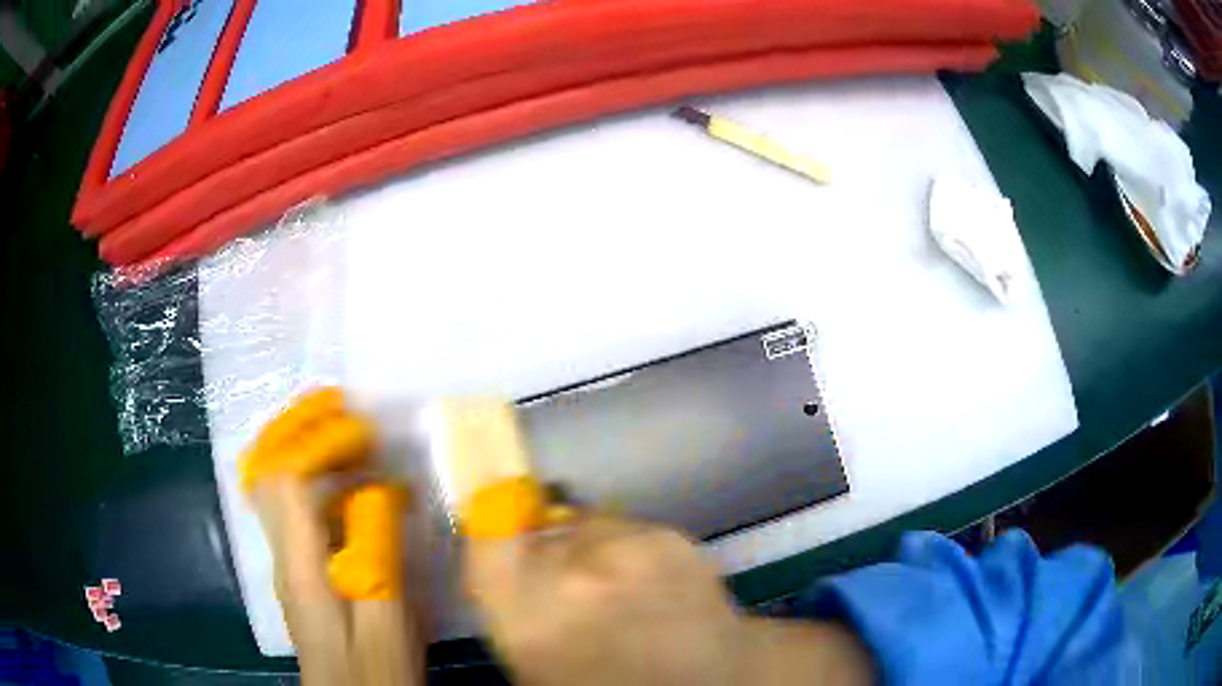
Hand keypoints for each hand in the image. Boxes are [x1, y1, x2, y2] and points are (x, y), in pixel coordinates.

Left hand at [243, 388, 421, 685]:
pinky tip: (346, 481)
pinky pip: (291, 504)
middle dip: (295, 425)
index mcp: (301, 565)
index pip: (287, 479)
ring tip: (339, 424)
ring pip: (272, 483)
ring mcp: (286, 560)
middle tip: (335, 401)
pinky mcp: (299, 569)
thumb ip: (378, 554)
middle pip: (265, 470)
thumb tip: (378, 490)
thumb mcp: (388, 619)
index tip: (365, 434)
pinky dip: (311, 474)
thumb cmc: (375, 669)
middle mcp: (282, 553)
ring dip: (298, 442)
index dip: (319, 443)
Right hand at [464, 513, 873, 685]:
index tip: (498, 544)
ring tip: (617, 588)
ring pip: (585, 526)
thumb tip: (508, 570)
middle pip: (538, 530)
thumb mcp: (536, 663)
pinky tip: (652, 585)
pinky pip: (629, 529)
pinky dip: (631, 550)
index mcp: (527, 610)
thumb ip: (516, 609)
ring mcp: (628, 545)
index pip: (486, 535)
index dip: (491, 535)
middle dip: (546, 554)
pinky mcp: (671, 534)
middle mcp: (572, 566)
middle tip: (567, 590)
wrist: (711, 683)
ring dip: (589, 550)